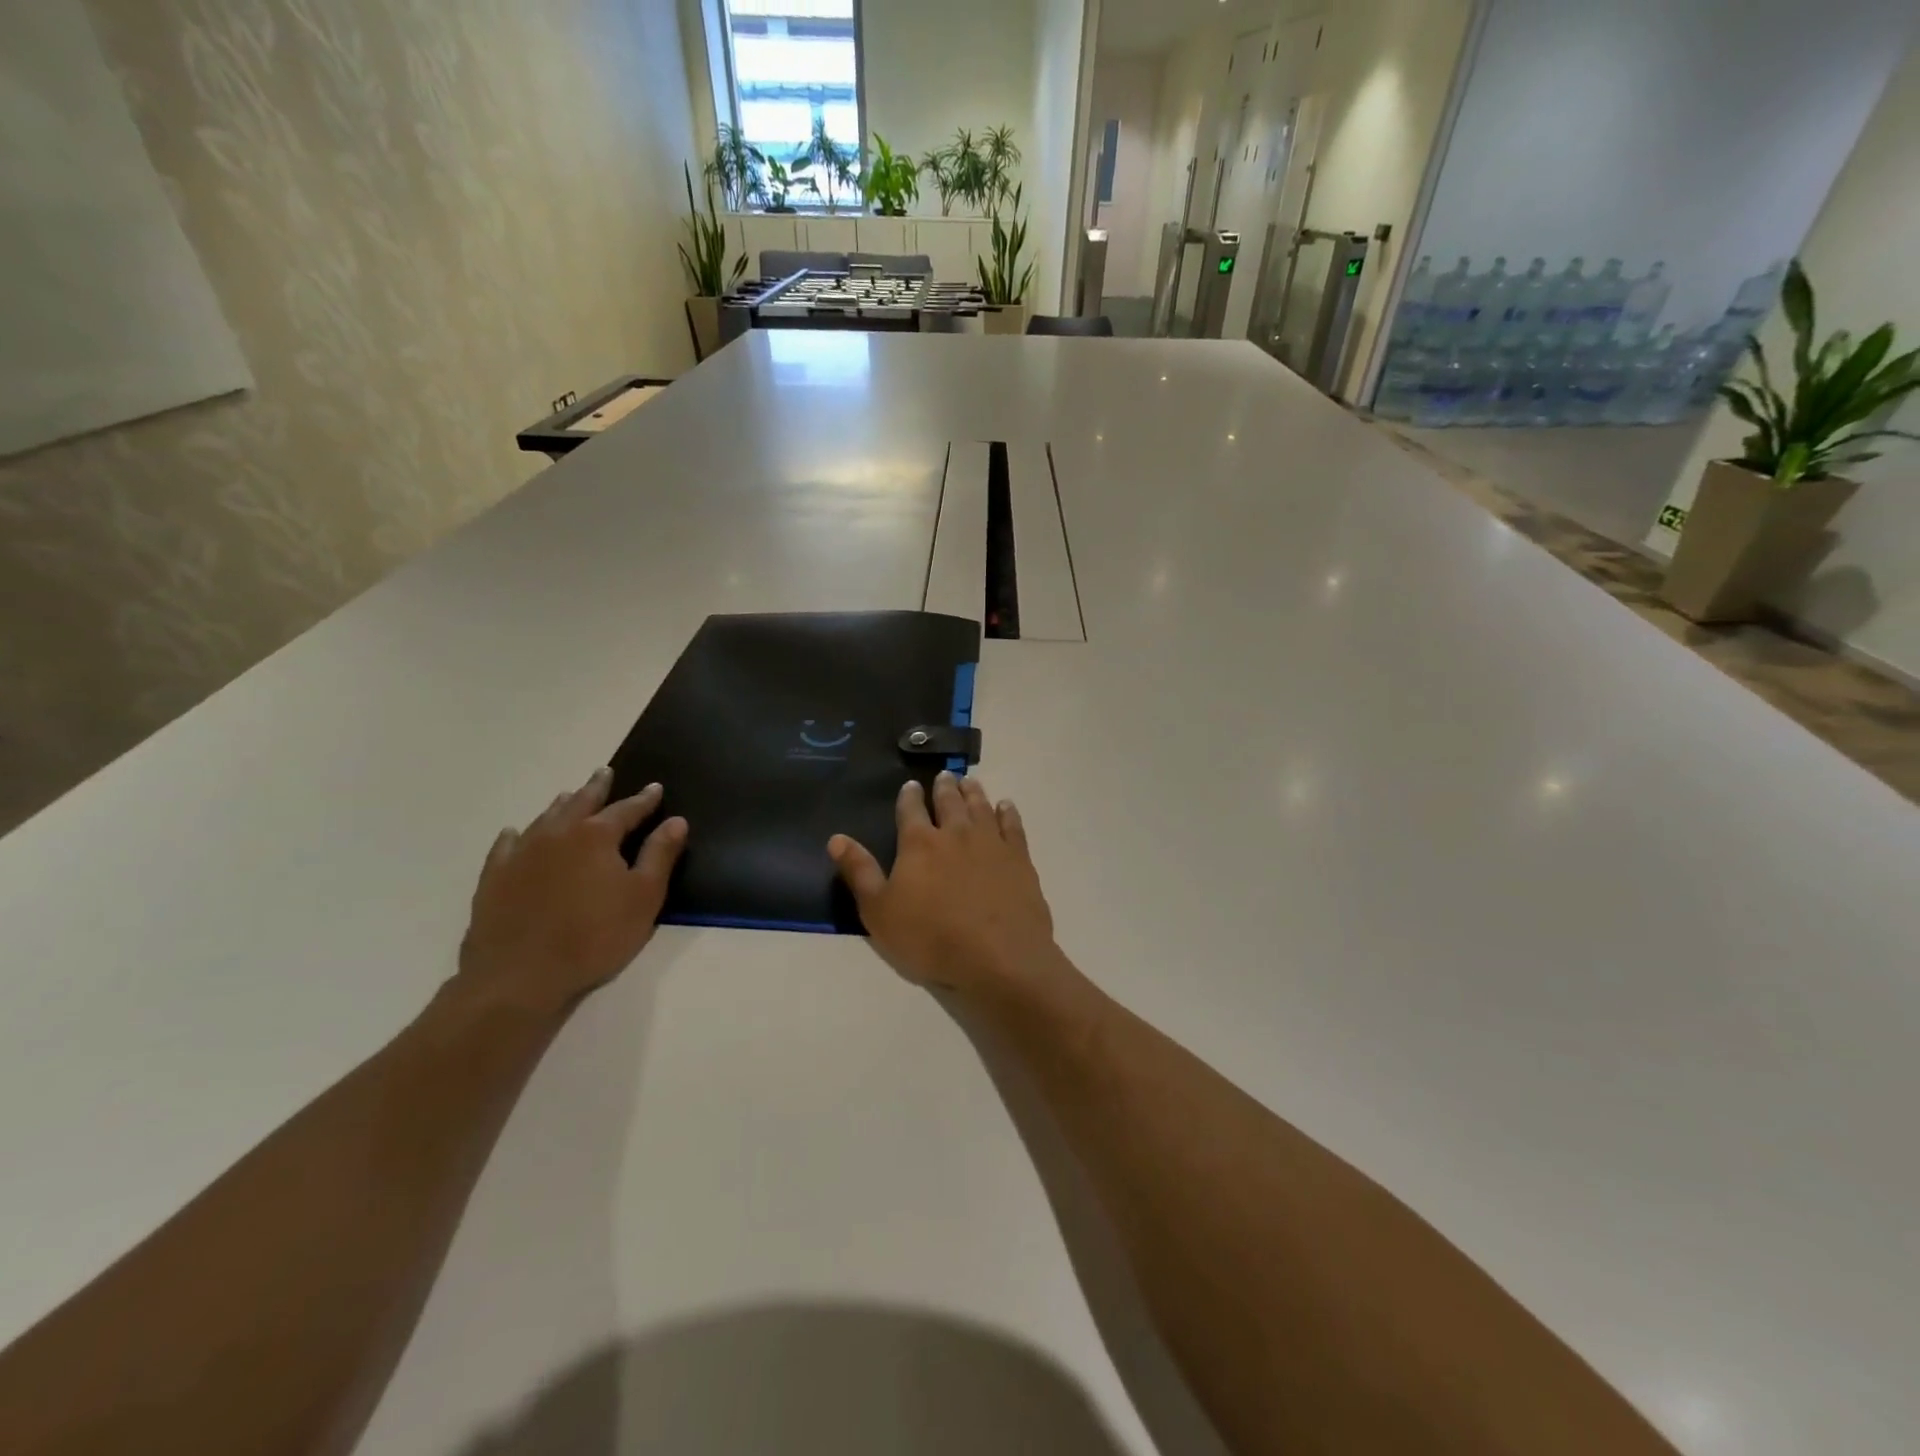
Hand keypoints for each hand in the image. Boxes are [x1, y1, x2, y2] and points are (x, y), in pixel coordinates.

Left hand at [457, 768, 687, 1018]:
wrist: (520, 975)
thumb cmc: (594, 936)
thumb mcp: (643, 897)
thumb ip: (660, 855)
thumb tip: (676, 821)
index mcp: (596, 836)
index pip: (627, 810)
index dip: (644, 800)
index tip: (655, 789)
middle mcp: (557, 834)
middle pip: (581, 802)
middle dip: (596, 788)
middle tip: (604, 772)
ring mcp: (521, 854)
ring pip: (545, 818)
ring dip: (561, 805)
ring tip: (569, 796)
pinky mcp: (494, 878)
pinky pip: (505, 846)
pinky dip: (515, 835)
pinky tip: (515, 833)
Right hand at [829, 772, 1058, 996]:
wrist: (997, 956)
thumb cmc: (931, 938)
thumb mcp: (879, 912)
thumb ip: (859, 872)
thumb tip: (836, 838)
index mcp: (919, 844)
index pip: (911, 810)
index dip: (909, 796)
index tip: (910, 785)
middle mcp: (956, 833)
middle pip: (949, 802)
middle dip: (944, 787)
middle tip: (945, 775)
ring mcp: (991, 843)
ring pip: (980, 807)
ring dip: (973, 792)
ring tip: (969, 782)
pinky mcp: (1019, 858)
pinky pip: (1012, 825)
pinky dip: (1007, 812)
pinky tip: (1005, 806)